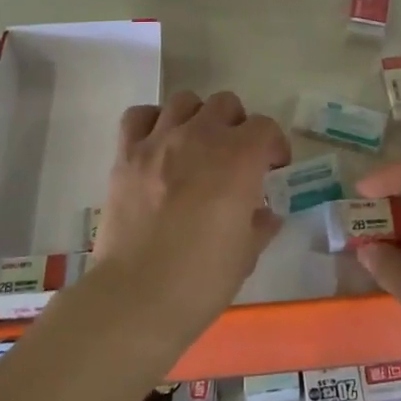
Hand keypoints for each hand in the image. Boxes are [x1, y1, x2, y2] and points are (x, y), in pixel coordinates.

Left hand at [90, 90, 289, 338]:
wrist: (136, 298)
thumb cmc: (201, 281)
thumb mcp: (246, 255)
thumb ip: (260, 224)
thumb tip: (265, 213)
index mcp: (238, 159)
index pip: (265, 127)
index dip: (274, 146)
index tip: (273, 169)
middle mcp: (201, 137)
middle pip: (226, 104)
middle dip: (237, 126)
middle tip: (235, 157)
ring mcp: (159, 141)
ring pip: (185, 101)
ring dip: (197, 118)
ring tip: (196, 146)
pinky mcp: (126, 154)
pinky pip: (139, 116)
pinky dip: (152, 122)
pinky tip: (158, 144)